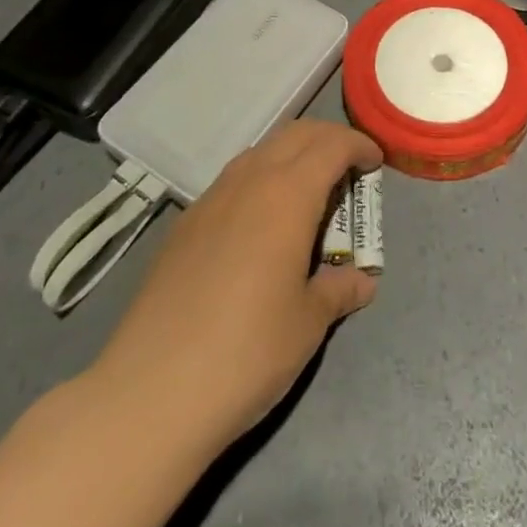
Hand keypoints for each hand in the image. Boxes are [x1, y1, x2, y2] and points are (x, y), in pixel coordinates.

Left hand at [87, 118, 382, 451]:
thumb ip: (339, 290)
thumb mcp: (307, 324)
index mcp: (287, 194)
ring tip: (309, 194)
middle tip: (350, 168)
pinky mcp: (185, 224)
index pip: (331, 145)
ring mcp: (211, 199)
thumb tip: (362, 281)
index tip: (376, 162)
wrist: (150, 391)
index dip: (358, 145)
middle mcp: (249, 180)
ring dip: (292, 156)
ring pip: (261, 152)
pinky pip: (233, 180)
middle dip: (328, 140)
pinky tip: (262, 224)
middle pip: (296, 135)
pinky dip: (261, 180)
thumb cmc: (246, 352)